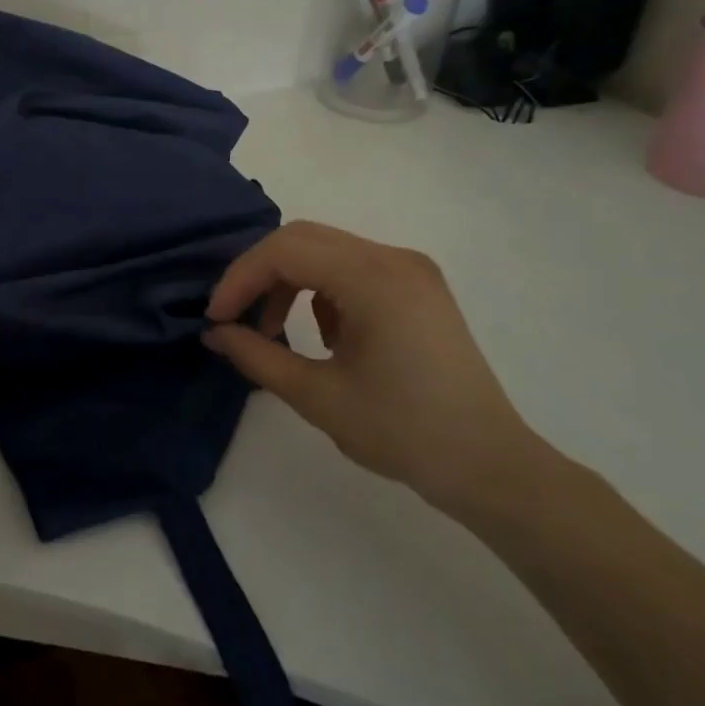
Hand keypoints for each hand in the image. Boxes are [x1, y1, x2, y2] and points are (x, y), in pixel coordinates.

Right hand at [203, 221, 550, 514]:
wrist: (489, 465)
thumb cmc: (403, 432)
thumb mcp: (317, 396)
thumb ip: (257, 356)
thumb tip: (215, 333)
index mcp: (373, 278)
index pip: (285, 251)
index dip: (240, 279)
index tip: (216, 319)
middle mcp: (393, 258)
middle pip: (302, 239)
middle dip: (259, 275)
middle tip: (235, 317)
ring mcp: (410, 269)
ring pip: (325, 250)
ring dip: (289, 281)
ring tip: (274, 331)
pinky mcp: (417, 287)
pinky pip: (352, 267)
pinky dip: (321, 289)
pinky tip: (324, 335)